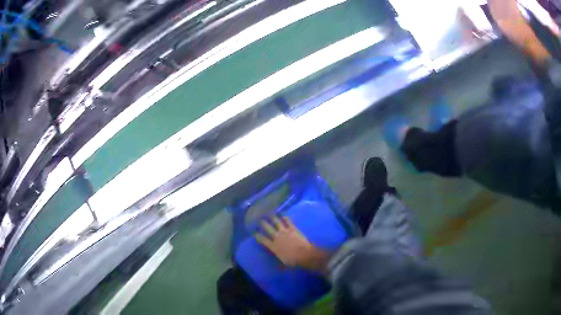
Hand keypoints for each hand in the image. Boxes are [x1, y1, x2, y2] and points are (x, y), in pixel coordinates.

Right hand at [256, 216, 330, 271]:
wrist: (304, 255)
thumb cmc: (293, 261)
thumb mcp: (283, 262)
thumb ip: (278, 257)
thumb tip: (277, 261)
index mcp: (273, 246)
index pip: (262, 240)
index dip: (257, 236)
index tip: (254, 233)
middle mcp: (277, 237)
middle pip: (267, 228)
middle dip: (262, 223)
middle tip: (260, 219)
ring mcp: (285, 231)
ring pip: (276, 222)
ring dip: (272, 217)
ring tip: (269, 213)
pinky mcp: (293, 229)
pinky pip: (288, 221)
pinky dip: (285, 218)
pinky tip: (283, 215)